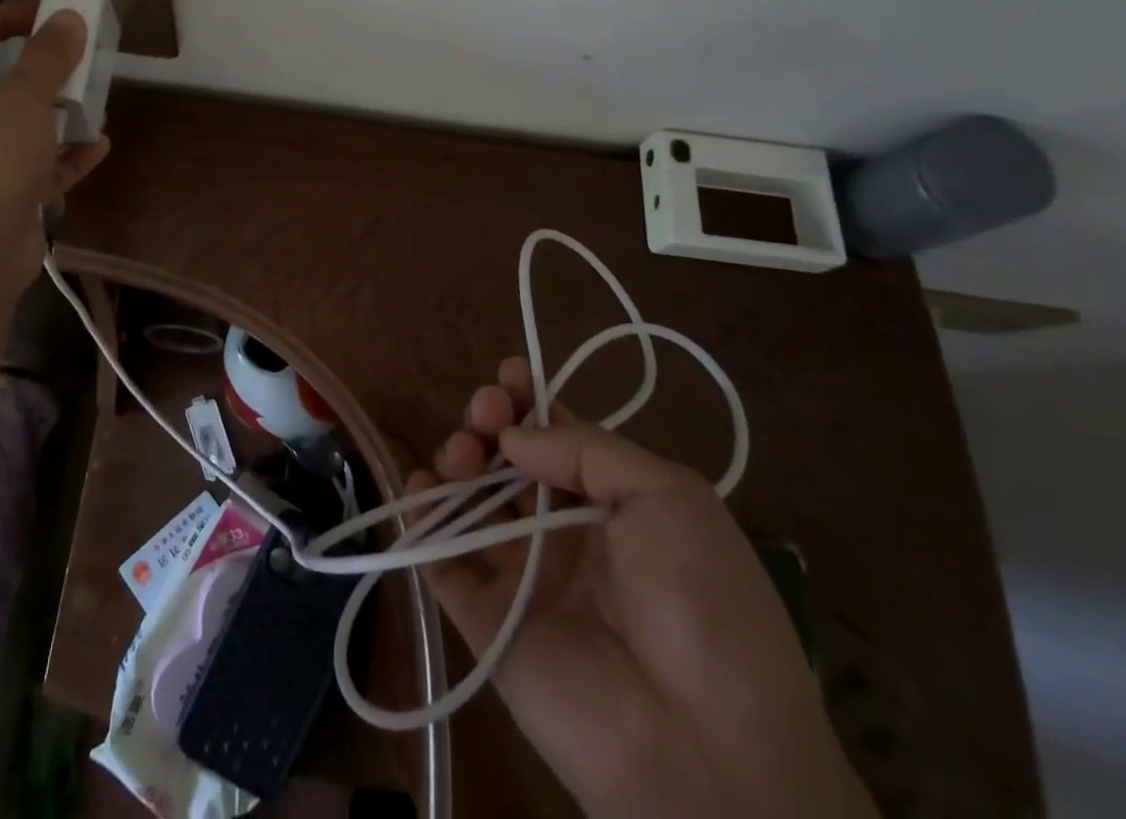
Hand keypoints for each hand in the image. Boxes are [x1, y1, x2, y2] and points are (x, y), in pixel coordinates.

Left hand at [0, 3, 109, 287]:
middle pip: (1, 83)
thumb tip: (69, 18)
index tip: (46, 15)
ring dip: (62, 115)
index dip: (3, 17)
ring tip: (97, 104)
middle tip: (81, 61)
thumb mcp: (22, 98)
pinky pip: (43, 167)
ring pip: (26, 128)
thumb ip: (48, 57)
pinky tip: (99, 147)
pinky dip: (69, 156)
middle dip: (44, 71)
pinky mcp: (7, 198)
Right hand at [407, 359, 876, 818]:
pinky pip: (441, 560)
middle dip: (488, 421)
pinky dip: (420, 521)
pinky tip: (419, 490)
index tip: (507, 376)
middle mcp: (561, 529)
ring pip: (470, 500)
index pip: (555, 434)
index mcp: (610, 500)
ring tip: (461, 455)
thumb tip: (511, 436)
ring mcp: (521, 573)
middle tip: (484, 414)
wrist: (706, 749)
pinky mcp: (485, 618)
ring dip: (455, 460)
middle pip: (506, 459)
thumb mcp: (670, 497)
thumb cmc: (701, 602)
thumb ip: (586, 450)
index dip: (527, 400)